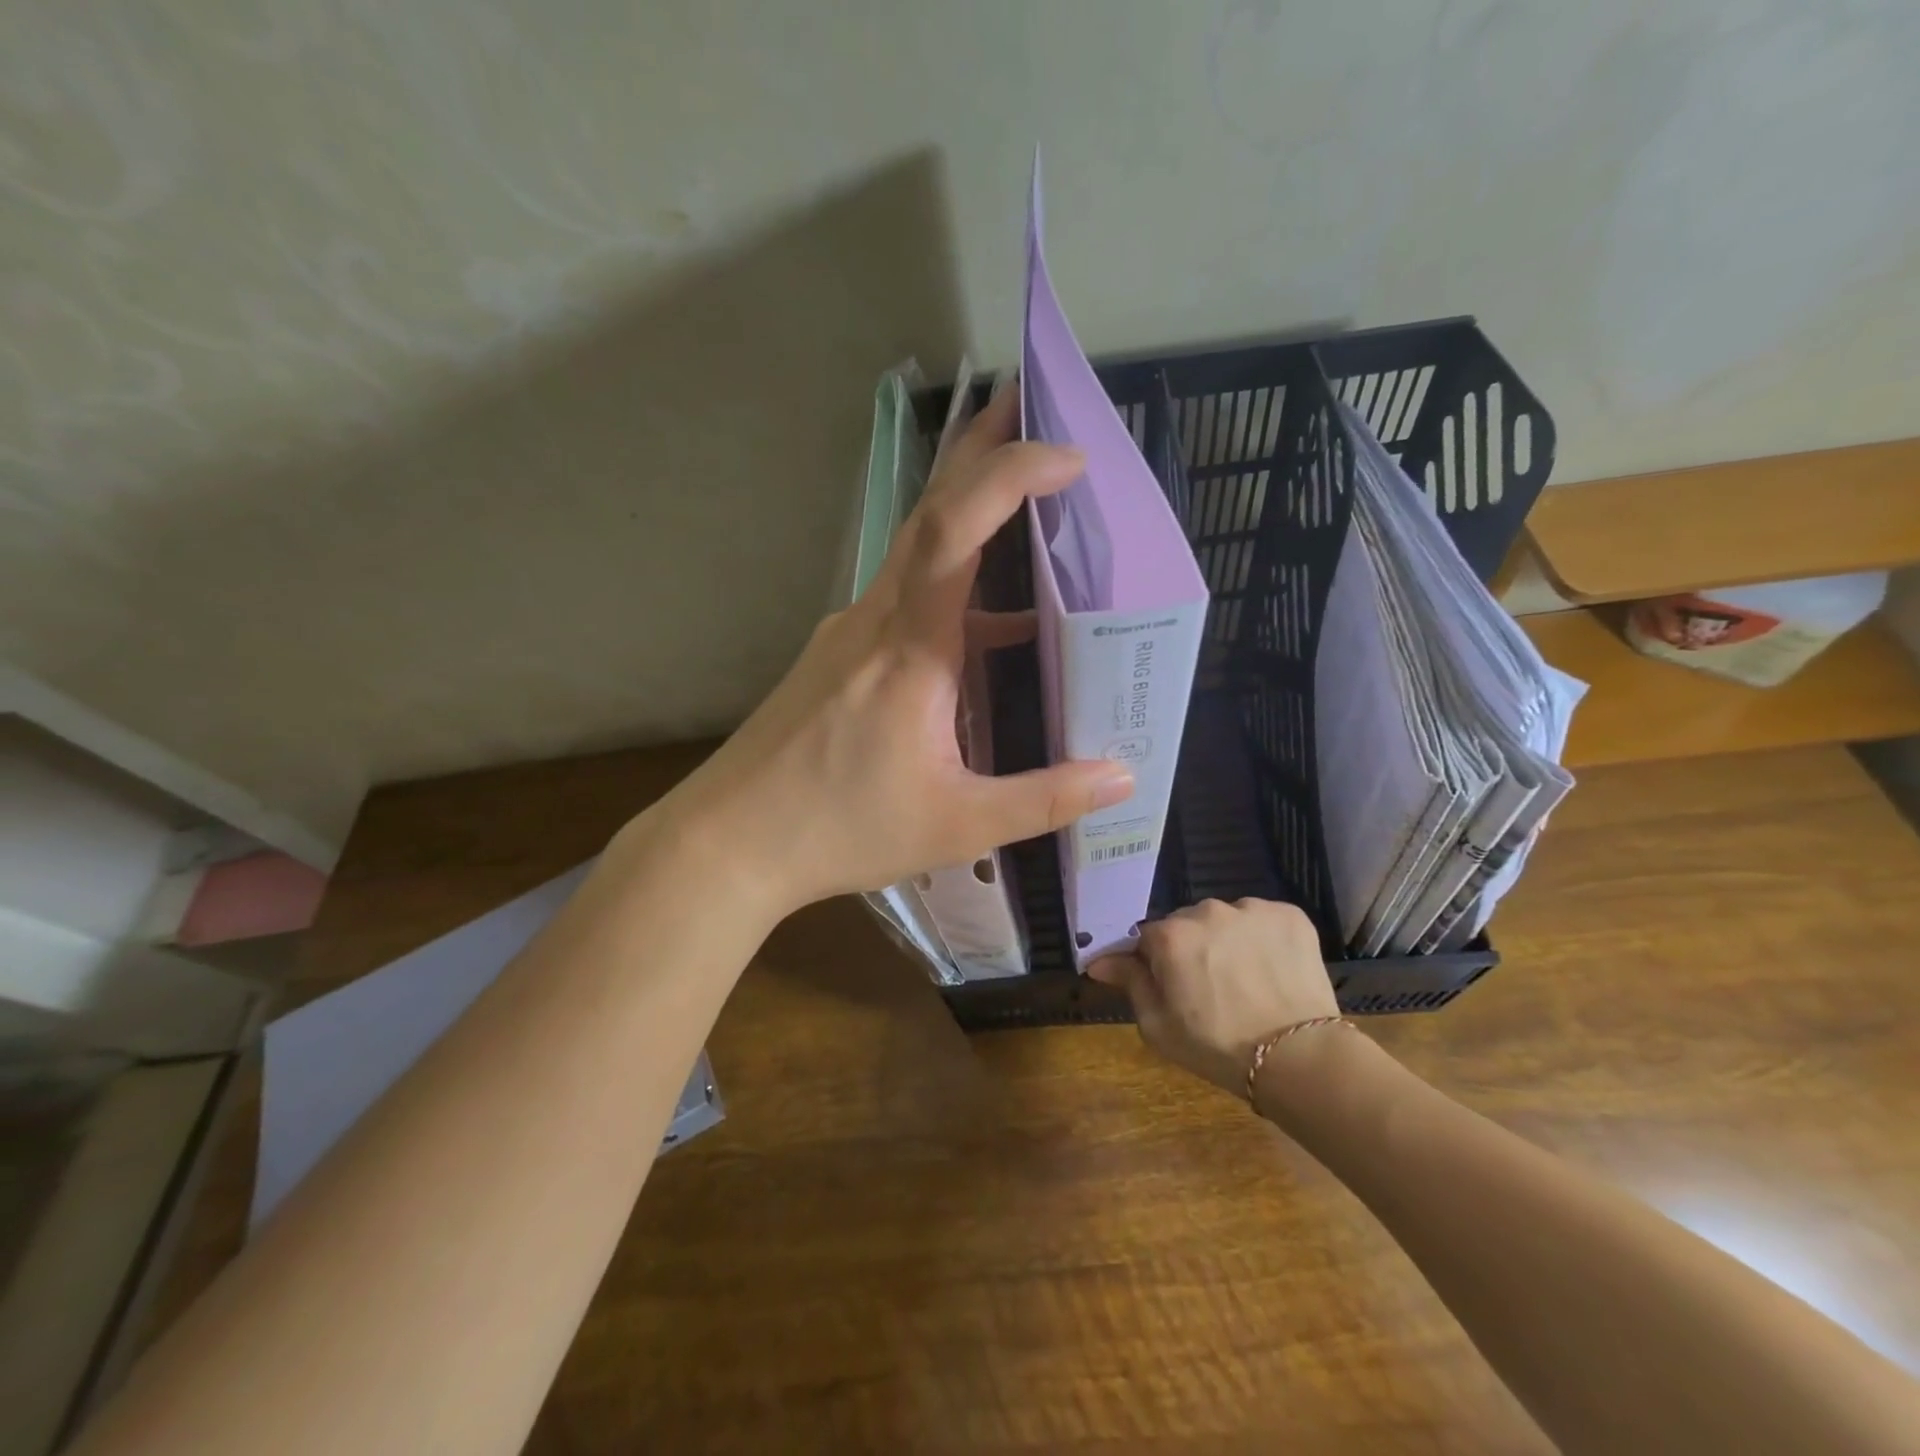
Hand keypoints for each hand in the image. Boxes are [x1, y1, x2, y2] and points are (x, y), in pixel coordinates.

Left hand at [659, 385, 1133, 912]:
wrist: (727, 841)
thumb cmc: (838, 829)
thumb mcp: (957, 825)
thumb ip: (1045, 799)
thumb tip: (1123, 776)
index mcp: (908, 649)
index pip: (955, 529)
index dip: (1009, 475)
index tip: (1069, 455)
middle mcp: (874, 619)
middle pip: (930, 511)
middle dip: (985, 452)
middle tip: (1037, 405)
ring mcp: (849, 633)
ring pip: (916, 552)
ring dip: (971, 515)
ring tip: (1031, 502)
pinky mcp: (838, 656)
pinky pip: (905, 599)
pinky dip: (954, 589)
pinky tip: (989, 626)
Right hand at [1088, 898, 1337, 1095]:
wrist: (1299, 1058)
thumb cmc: (1217, 1046)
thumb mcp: (1158, 1026)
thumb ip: (1130, 983)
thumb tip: (1099, 961)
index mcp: (1170, 936)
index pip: (1148, 938)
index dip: (1156, 962)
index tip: (1170, 986)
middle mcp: (1206, 911)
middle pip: (1188, 923)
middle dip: (1192, 947)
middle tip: (1210, 986)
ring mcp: (1251, 910)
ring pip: (1226, 918)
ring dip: (1228, 939)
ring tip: (1246, 978)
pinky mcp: (1289, 915)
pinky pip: (1263, 919)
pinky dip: (1264, 937)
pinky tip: (1272, 968)